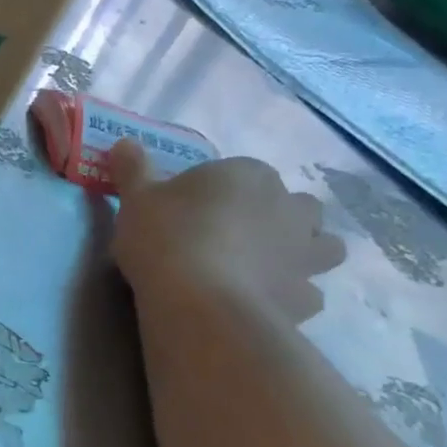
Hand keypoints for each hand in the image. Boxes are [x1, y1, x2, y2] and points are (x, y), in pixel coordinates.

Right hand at [110, 143, 345, 323]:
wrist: (199, 302)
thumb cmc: (166, 237)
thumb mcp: (136, 200)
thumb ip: (134, 170)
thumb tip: (123, 143)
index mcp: (248, 174)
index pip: (242, 173)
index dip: (220, 192)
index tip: (193, 212)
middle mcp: (288, 207)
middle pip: (296, 205)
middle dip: (278, 217)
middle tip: (238, 237)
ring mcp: (304, 253)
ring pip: (323, 245)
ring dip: (303, 253)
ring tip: (266, 269)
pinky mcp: (306, 296)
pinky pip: (307, 292)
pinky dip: (291, 296)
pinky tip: (263, 304)